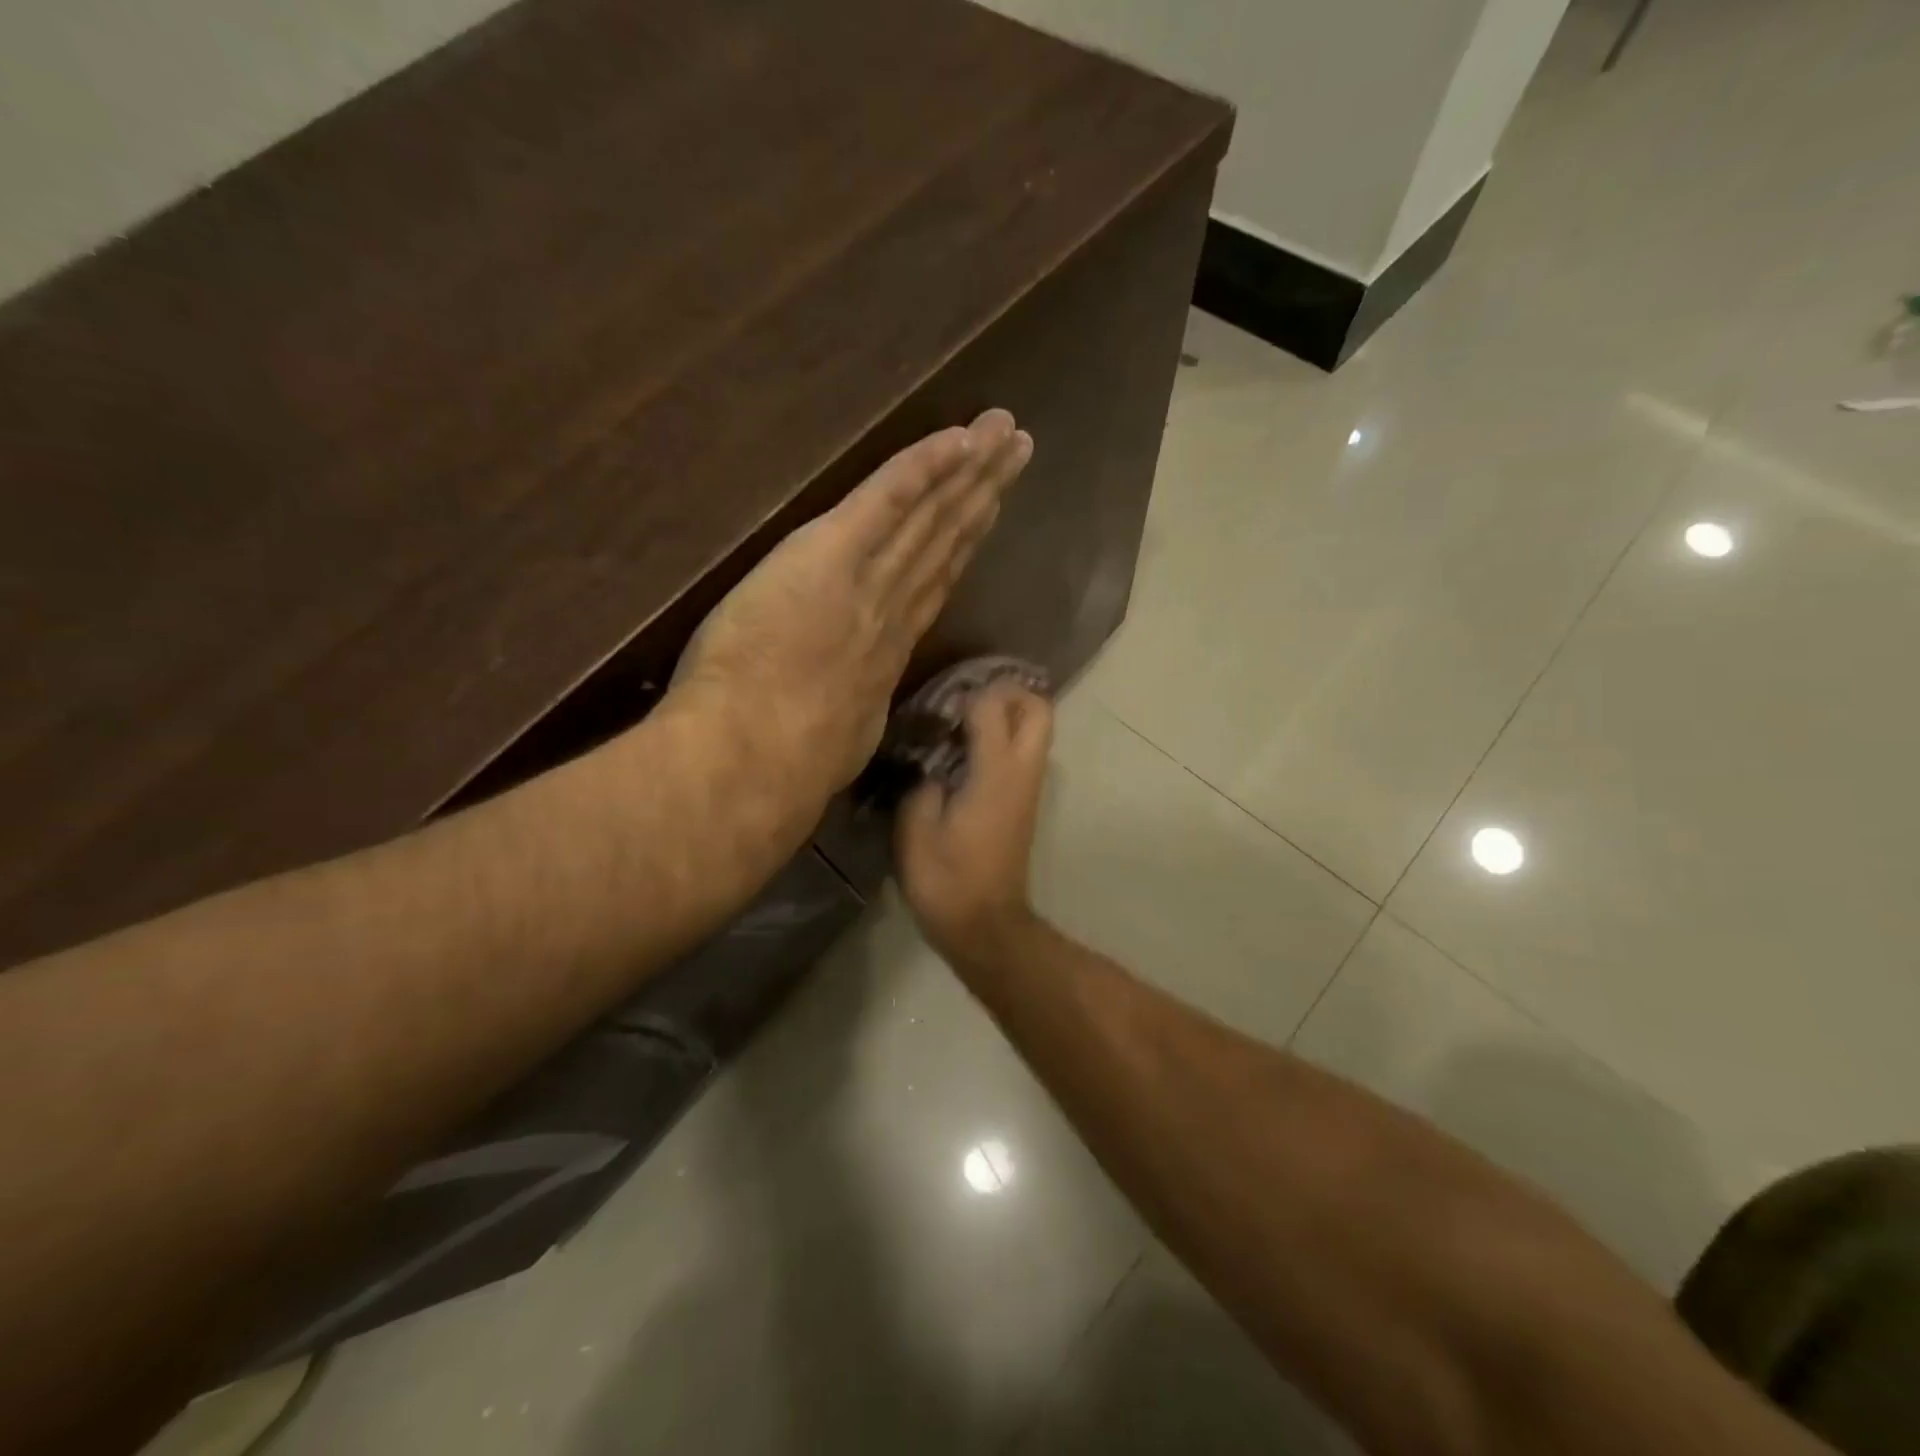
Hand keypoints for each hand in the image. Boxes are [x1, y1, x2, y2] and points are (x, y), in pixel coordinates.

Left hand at [672, 410, 1031, 805]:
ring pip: (929, 517)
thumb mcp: (836, 747)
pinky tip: (958, 436)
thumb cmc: (785, 763)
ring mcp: (870, 579)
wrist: (759, 755)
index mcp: (883, 653)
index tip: (985, 517)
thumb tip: (854, 722)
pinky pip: (888, 497)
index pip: (928, 587)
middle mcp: (891, 610)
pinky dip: (925, 465)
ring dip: (969, 472)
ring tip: (1006, 436)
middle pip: (943, 543)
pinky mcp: (834, 552)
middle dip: (982, 497)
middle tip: (1018, 456)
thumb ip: (849, 720)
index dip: (959, 549)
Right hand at [896, 680, 1052, 960]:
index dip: (964, 692)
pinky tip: (963, 753)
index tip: (935, 702)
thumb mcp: (916, 827)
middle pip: (1038, 708)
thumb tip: (930, 763)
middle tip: (965, 699)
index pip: (993, 705)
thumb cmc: (946, 879)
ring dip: (1007, 714)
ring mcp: (1029, 788)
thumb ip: (922, 782)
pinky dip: (1003, 738)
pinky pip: (1024, 753)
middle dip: (1007, 691)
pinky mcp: (1025, 803)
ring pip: (1037, 730)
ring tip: (960, 721)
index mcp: (996, 772)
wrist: (984, 925)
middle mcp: (1022, 772)